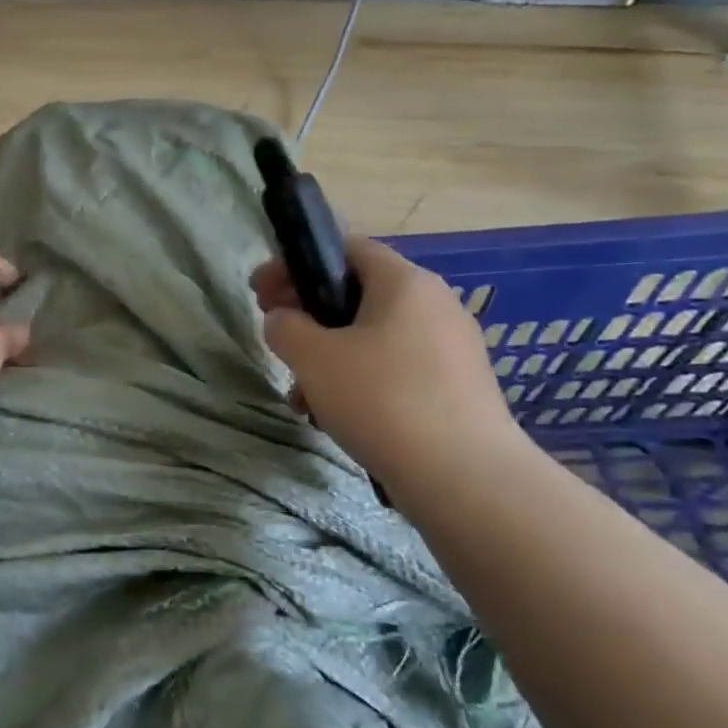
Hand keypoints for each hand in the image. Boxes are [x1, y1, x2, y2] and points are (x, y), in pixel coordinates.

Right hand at [253, 237, 520, 491]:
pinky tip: (337, 418)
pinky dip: (361, 382)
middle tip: (276, 339)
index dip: (295, 264)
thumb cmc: (381, 399)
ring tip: (302, 397)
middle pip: (357, 295)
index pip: (345, 248)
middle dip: (308, 316)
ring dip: (329, 357)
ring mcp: (452, 348)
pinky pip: (396, 370)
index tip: (261, 292)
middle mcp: (435, 304)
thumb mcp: (312, 357)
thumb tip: (284, 320)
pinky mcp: (458, 389)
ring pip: (373, 338)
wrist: (465, 478)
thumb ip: (285, 326)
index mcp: (404, 282)